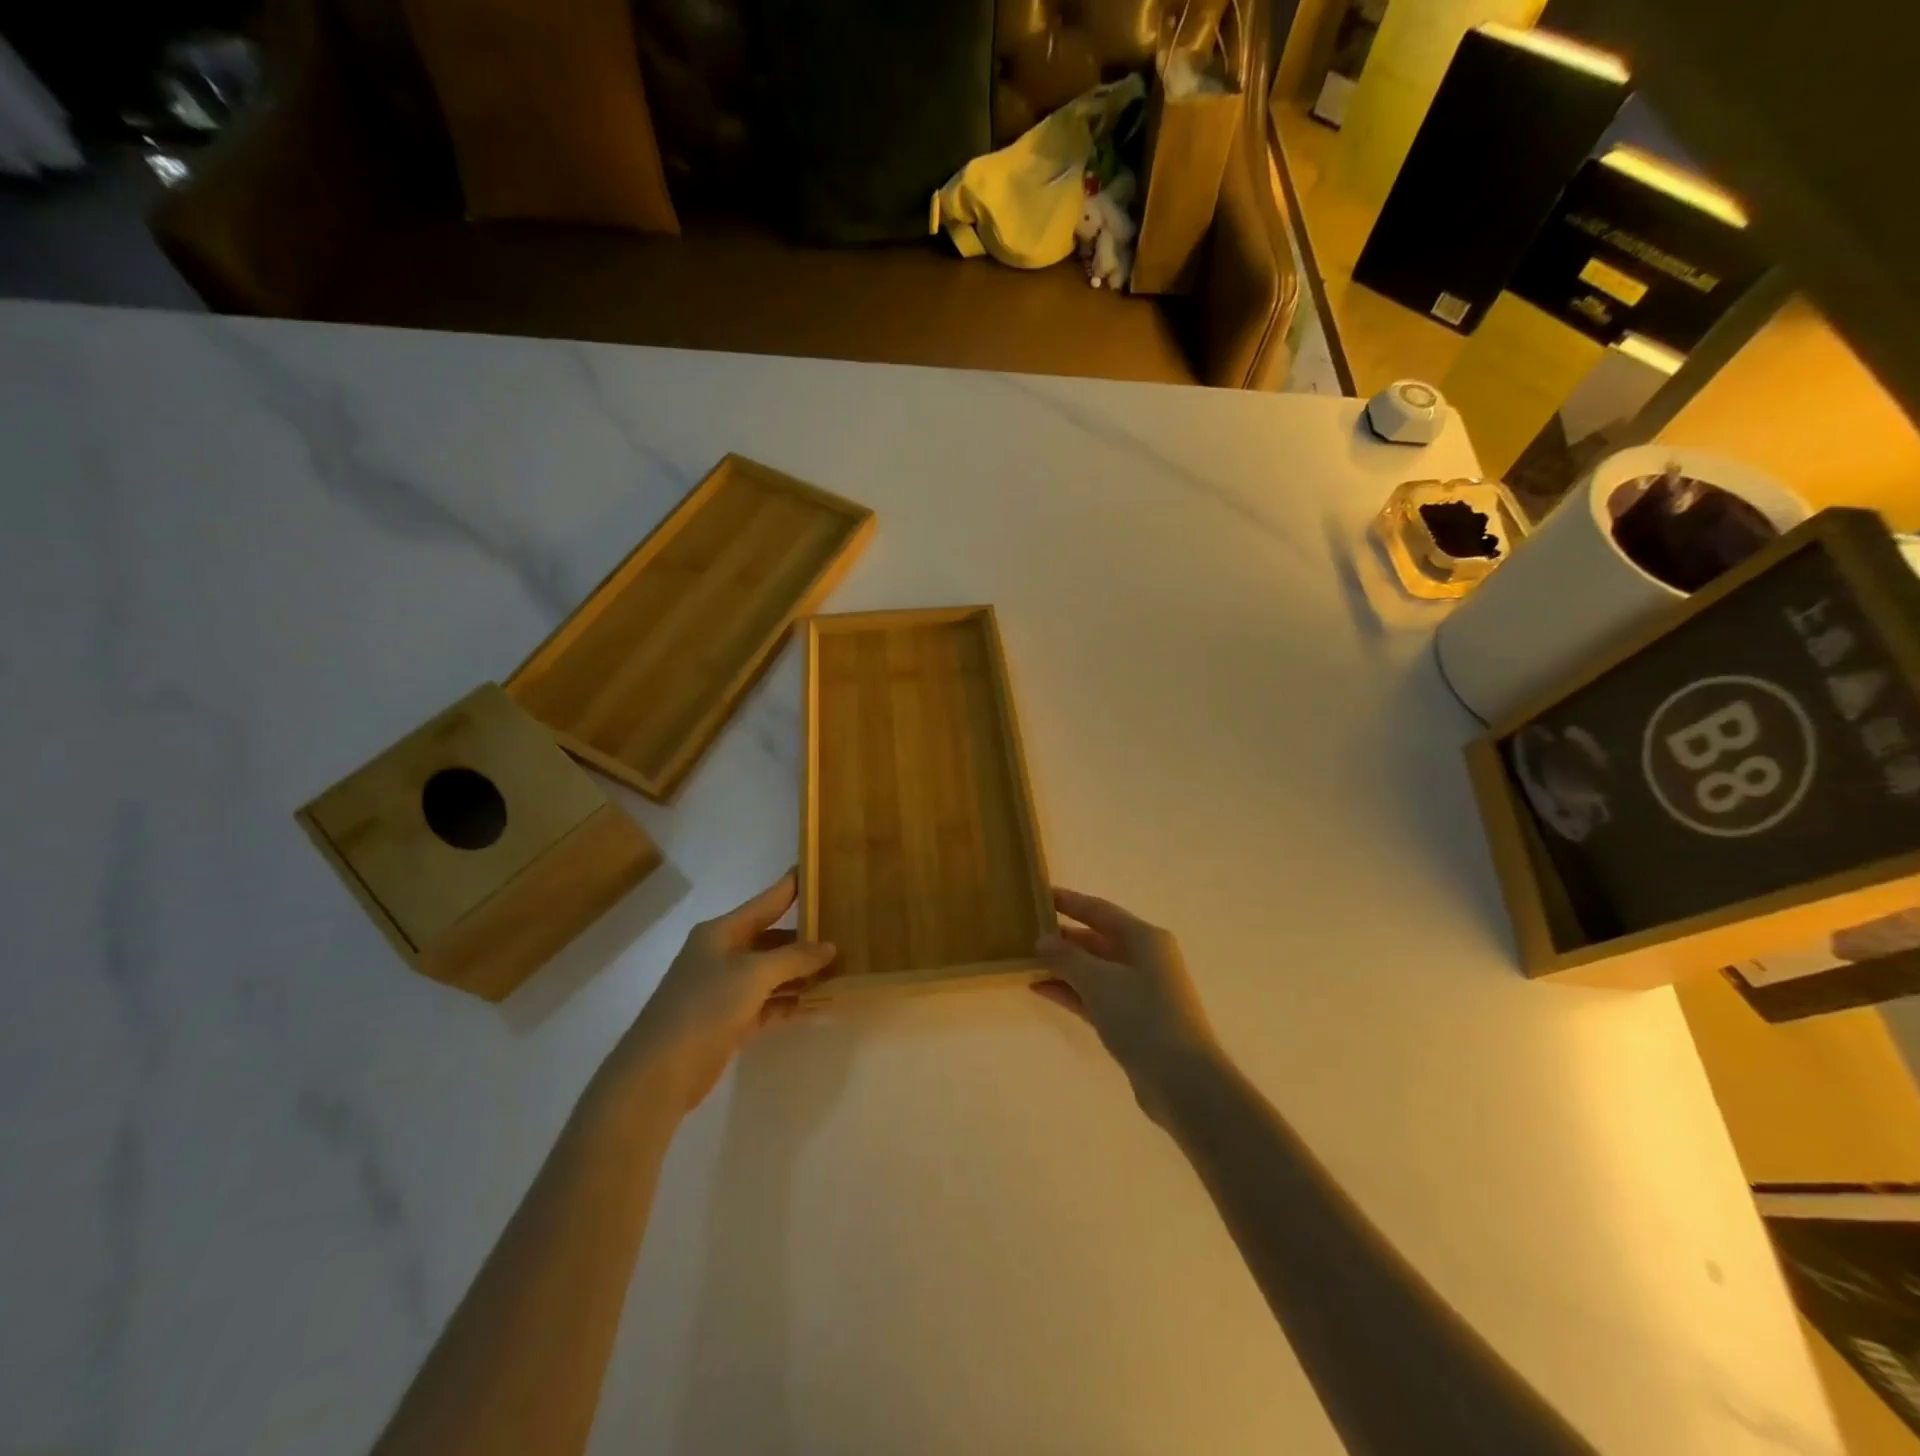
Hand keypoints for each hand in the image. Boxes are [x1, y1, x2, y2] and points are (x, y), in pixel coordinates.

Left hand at [608, 873, 835, 1115]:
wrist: (659, 1071)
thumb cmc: (705, 1006)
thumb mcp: (754, 974)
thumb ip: (794, 958)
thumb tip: (829, 946)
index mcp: (722, 932)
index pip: (767, 901)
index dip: (792, 886)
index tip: (819, 870)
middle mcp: (723, 954)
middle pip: (772, 938)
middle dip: (805, 938)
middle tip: (844, 930)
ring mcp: (725, 989)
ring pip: (772, 973)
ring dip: (802, 973)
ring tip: (841, 968)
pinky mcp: (730, 1021)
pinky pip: (769, 1003)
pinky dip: (790, 1002)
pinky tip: (819, 1002)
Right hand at [1034, 887, 1219, 1123]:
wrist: (1182, 1081)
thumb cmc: (1142, 1017)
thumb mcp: (1099, 980)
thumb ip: (1067, 957)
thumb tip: (1043, 940)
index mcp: (1144, 938)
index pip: (1100, 910)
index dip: (1069, 901)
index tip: (1039, 894)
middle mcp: (1144, 959)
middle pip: (1097, 939)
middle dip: (1063, 936)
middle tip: (1025, 931)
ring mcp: (1139, 991)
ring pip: (1094, 969)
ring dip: (1063, 965)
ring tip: (1025, 960)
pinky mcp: (1132, 1021)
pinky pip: (1094, 996)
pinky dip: (1070, 991)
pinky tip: (1040, 988)